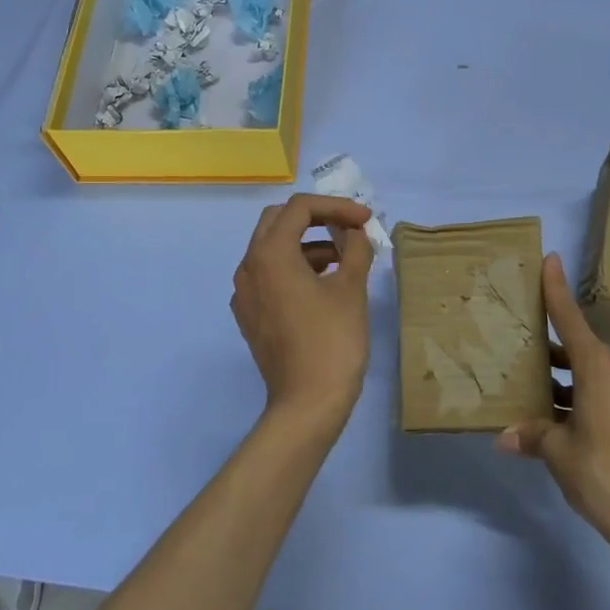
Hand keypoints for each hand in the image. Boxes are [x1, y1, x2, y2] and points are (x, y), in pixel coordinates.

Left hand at [230, 194, 375, 433]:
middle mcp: (248, 267)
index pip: (300, 208)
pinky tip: (324, 284)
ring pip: (272, 248)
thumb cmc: (332, 341)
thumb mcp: (351, 289)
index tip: (365, 219)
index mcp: (270, 254)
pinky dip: (295, 267)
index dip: (336, 206)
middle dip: (316, 217)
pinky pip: (269, 275)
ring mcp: (244, 293)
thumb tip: (356, 232)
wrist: (307, 403)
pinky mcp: (249, 314)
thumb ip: (355, 249)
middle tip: (348, 227)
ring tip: (345, 259)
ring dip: (307, 243)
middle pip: (278, 221)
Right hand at [497, 254, 609, 561]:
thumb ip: (532, 436)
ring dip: (567, 382)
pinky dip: (585, 400)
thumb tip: (504, 438)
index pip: (571, 320)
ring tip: (535, 394)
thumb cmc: (605, 476)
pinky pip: (609, 395)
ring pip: (594, 376)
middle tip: (521, 352)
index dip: (557, 289)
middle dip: (551, 352)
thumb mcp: (559, 454)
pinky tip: (563, 422)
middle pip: (580, 350)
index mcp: (600, 369)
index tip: (551, 259)